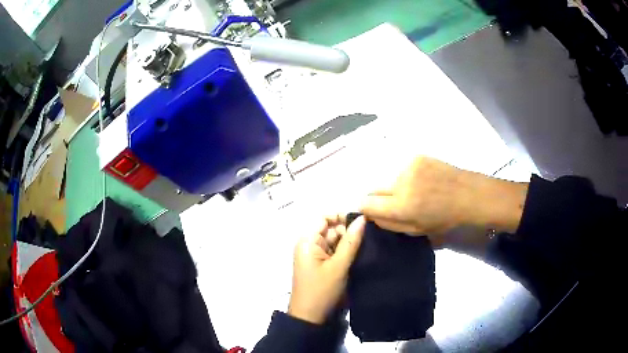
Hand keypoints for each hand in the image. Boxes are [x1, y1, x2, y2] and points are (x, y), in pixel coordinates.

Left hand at [288, 214, 365, 323]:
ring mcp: (316, 256)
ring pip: (335, 241)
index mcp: (308, 241)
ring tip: (370, 243)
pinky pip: (335, 252)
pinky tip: (361, 253)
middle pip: (331, 229)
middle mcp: (310, 245)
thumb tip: (362, 218)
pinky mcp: (322, 266)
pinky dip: (346, 252)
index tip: (363, 221)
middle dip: (349, 231)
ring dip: (349, 242)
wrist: (311, 318)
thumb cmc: (322, 290)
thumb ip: (351, 241)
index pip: (324, 218)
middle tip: (371, 235)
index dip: (342, 216)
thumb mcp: (339, 265)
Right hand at [360, 156, 527, 246]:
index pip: (366, 204)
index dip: (367, 209)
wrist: (468, 194)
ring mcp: (409, 167)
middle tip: (396, 203)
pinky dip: (408, 176)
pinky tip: (424, 180)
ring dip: (396, 187)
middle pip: (374, 189)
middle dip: (380, 198)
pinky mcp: (417, 157)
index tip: (374, 212)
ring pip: (390, 179)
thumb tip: (371, 215)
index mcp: (401, 206)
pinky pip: (403, 169)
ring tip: (416, 191)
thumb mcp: (417, 230)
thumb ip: (390, 224)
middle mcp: (401, 183)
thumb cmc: (445, 218)